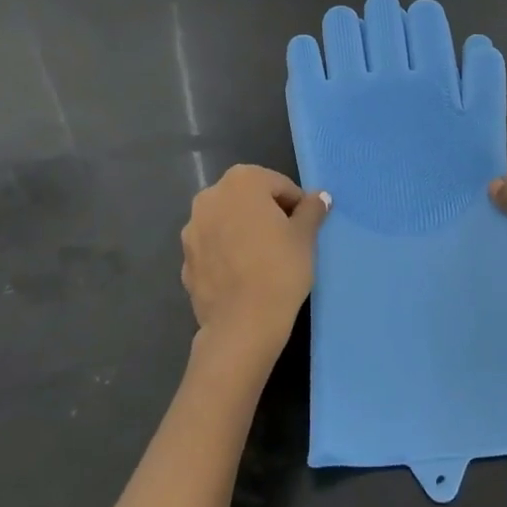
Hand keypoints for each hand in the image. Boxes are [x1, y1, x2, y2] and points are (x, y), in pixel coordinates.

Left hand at [181, 165, 329, 367]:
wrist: (241, 326)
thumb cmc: (279, 269)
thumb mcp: (305, 236)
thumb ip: (311, 210)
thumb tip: (320, 197)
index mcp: (242, 180)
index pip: (278, 185)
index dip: (296, 204)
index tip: (305, 227)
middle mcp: (210, 196)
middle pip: (248, 198)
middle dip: (266, 213)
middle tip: (287, 240)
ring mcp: (192, 229)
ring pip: (227, 222)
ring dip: (243, 231)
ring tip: (263, 260)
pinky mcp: (185, 260)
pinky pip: (213, 248)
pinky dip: (227, 254)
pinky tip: (243, 276)